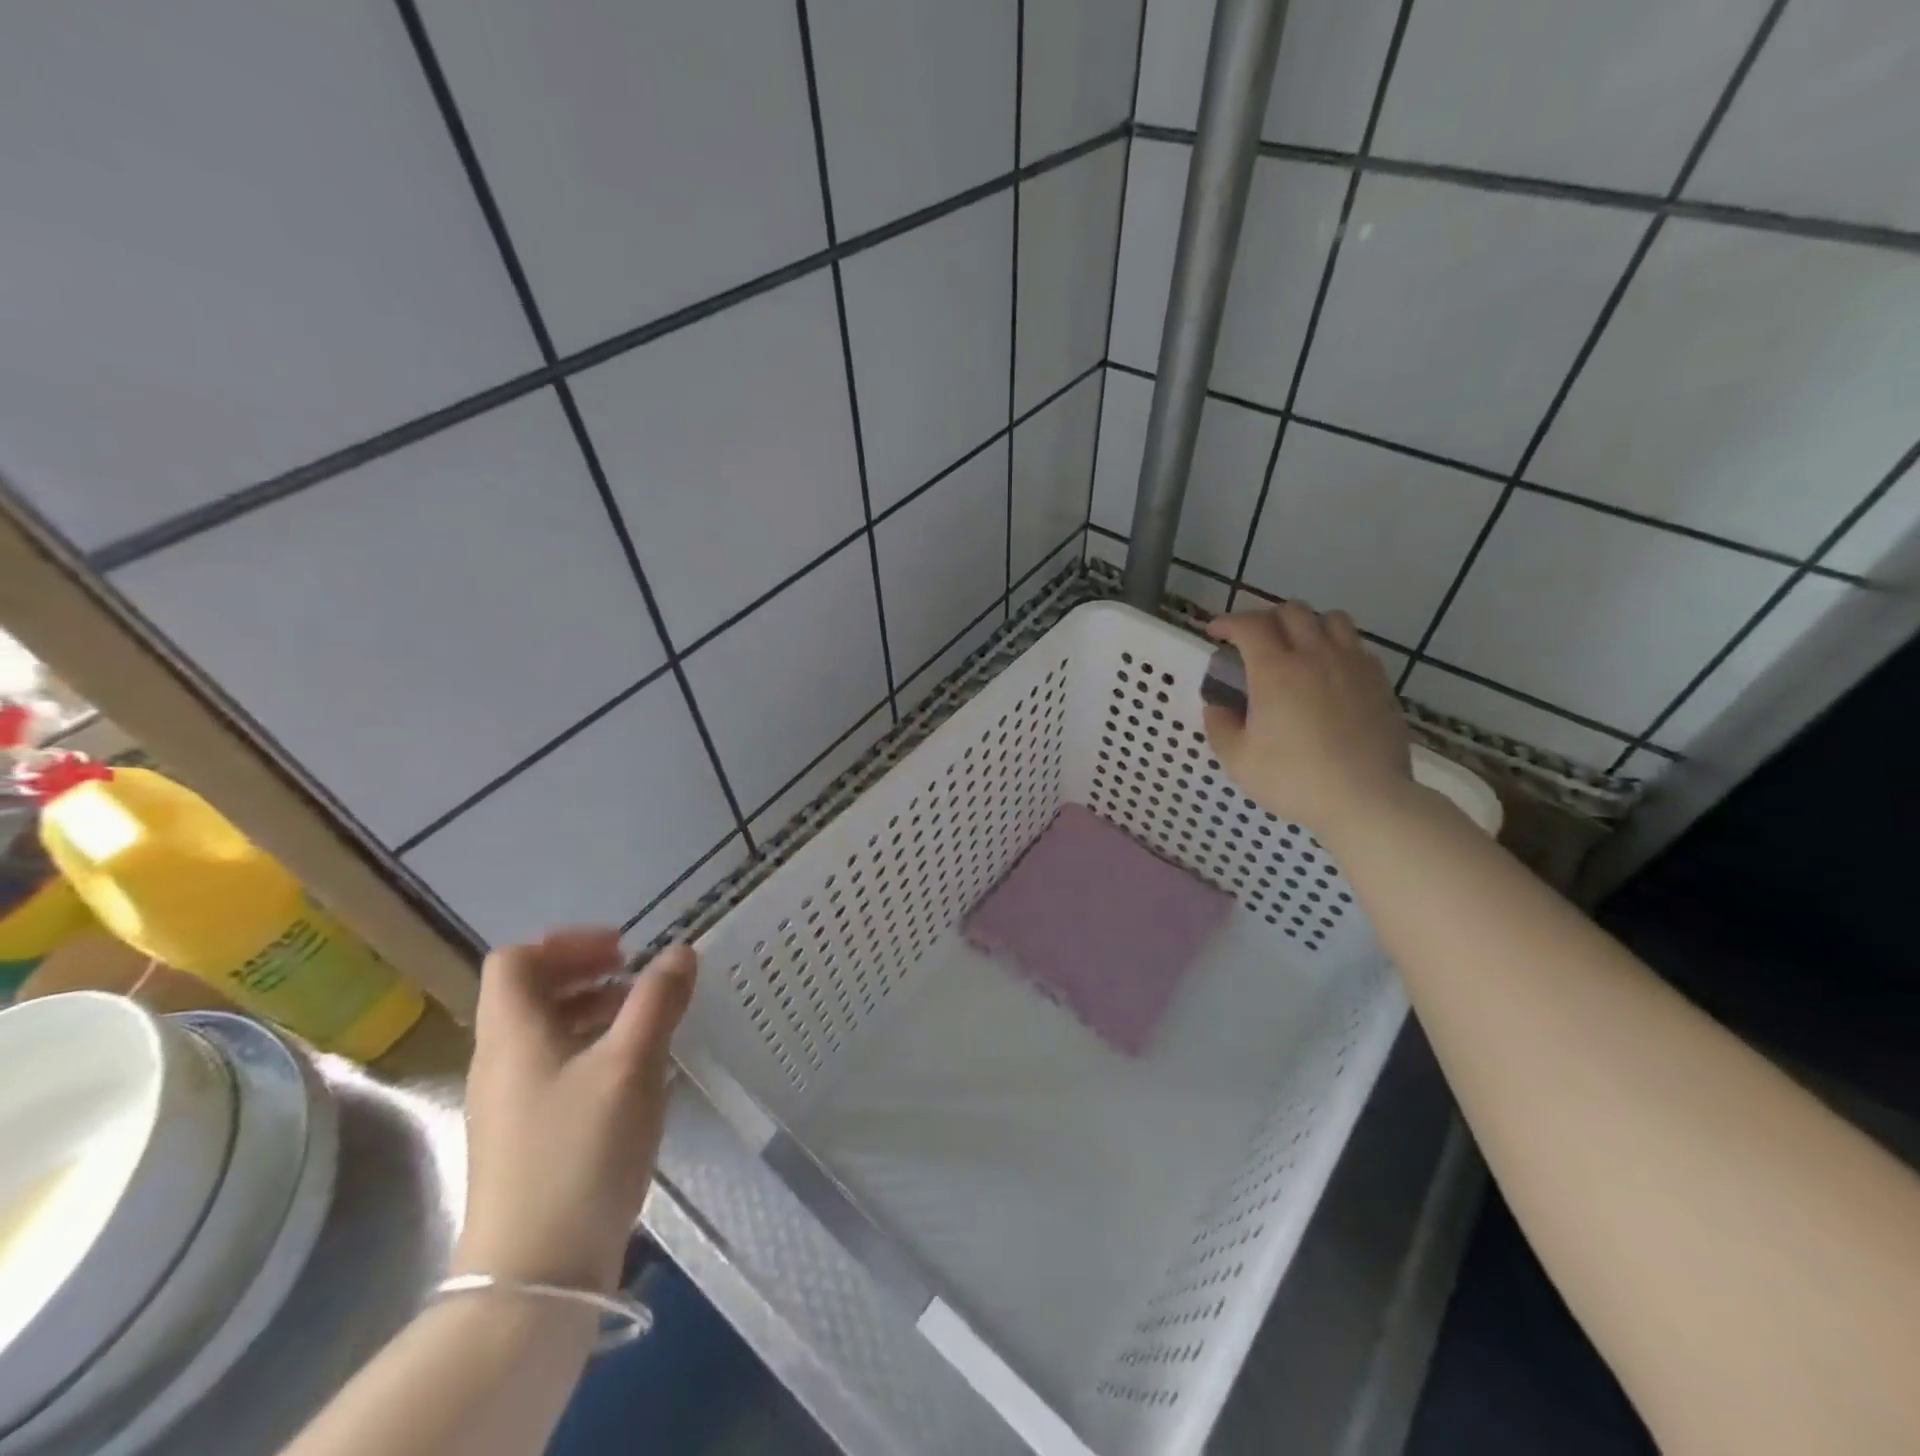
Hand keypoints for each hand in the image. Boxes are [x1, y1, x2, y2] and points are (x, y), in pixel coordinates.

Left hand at [454, 930, 695, 1294]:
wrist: (535, 1276)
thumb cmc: (581, 1151)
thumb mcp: (631, 1064)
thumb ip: (657, 1000)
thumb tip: (680, 951)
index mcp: (512, 1034)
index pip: (515, 961)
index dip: (567, 943)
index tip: (622, 950)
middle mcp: (501, 1062)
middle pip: (532, 995)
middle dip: (589, 975)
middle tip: (640, 978)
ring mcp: (510, 1105)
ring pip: (549, 1034)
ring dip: (597, 1013)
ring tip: (649, 1023)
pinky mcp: (527, 1140)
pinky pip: (558, 1071)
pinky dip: (596, 1053)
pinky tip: (638, 1076)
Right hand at [1202, 602, 1413, 838]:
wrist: (1366, 799)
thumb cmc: (1294, 780)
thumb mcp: (1238, 760)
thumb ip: (1220, 726)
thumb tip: (1216, 705)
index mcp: (1275, 671)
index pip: (1249, 625)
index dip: (1228, 622)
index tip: (1216, 633)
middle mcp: (1315, 655)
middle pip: (1291, 611)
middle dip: (1265, 617)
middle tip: (1252, 639)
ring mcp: (1352, 665)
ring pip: (1331, 619)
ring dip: (1306, 623)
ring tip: (1295, 645)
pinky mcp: (1379, 682)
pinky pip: (1356, 645)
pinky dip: (1336, 646)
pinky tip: (1328, 671)